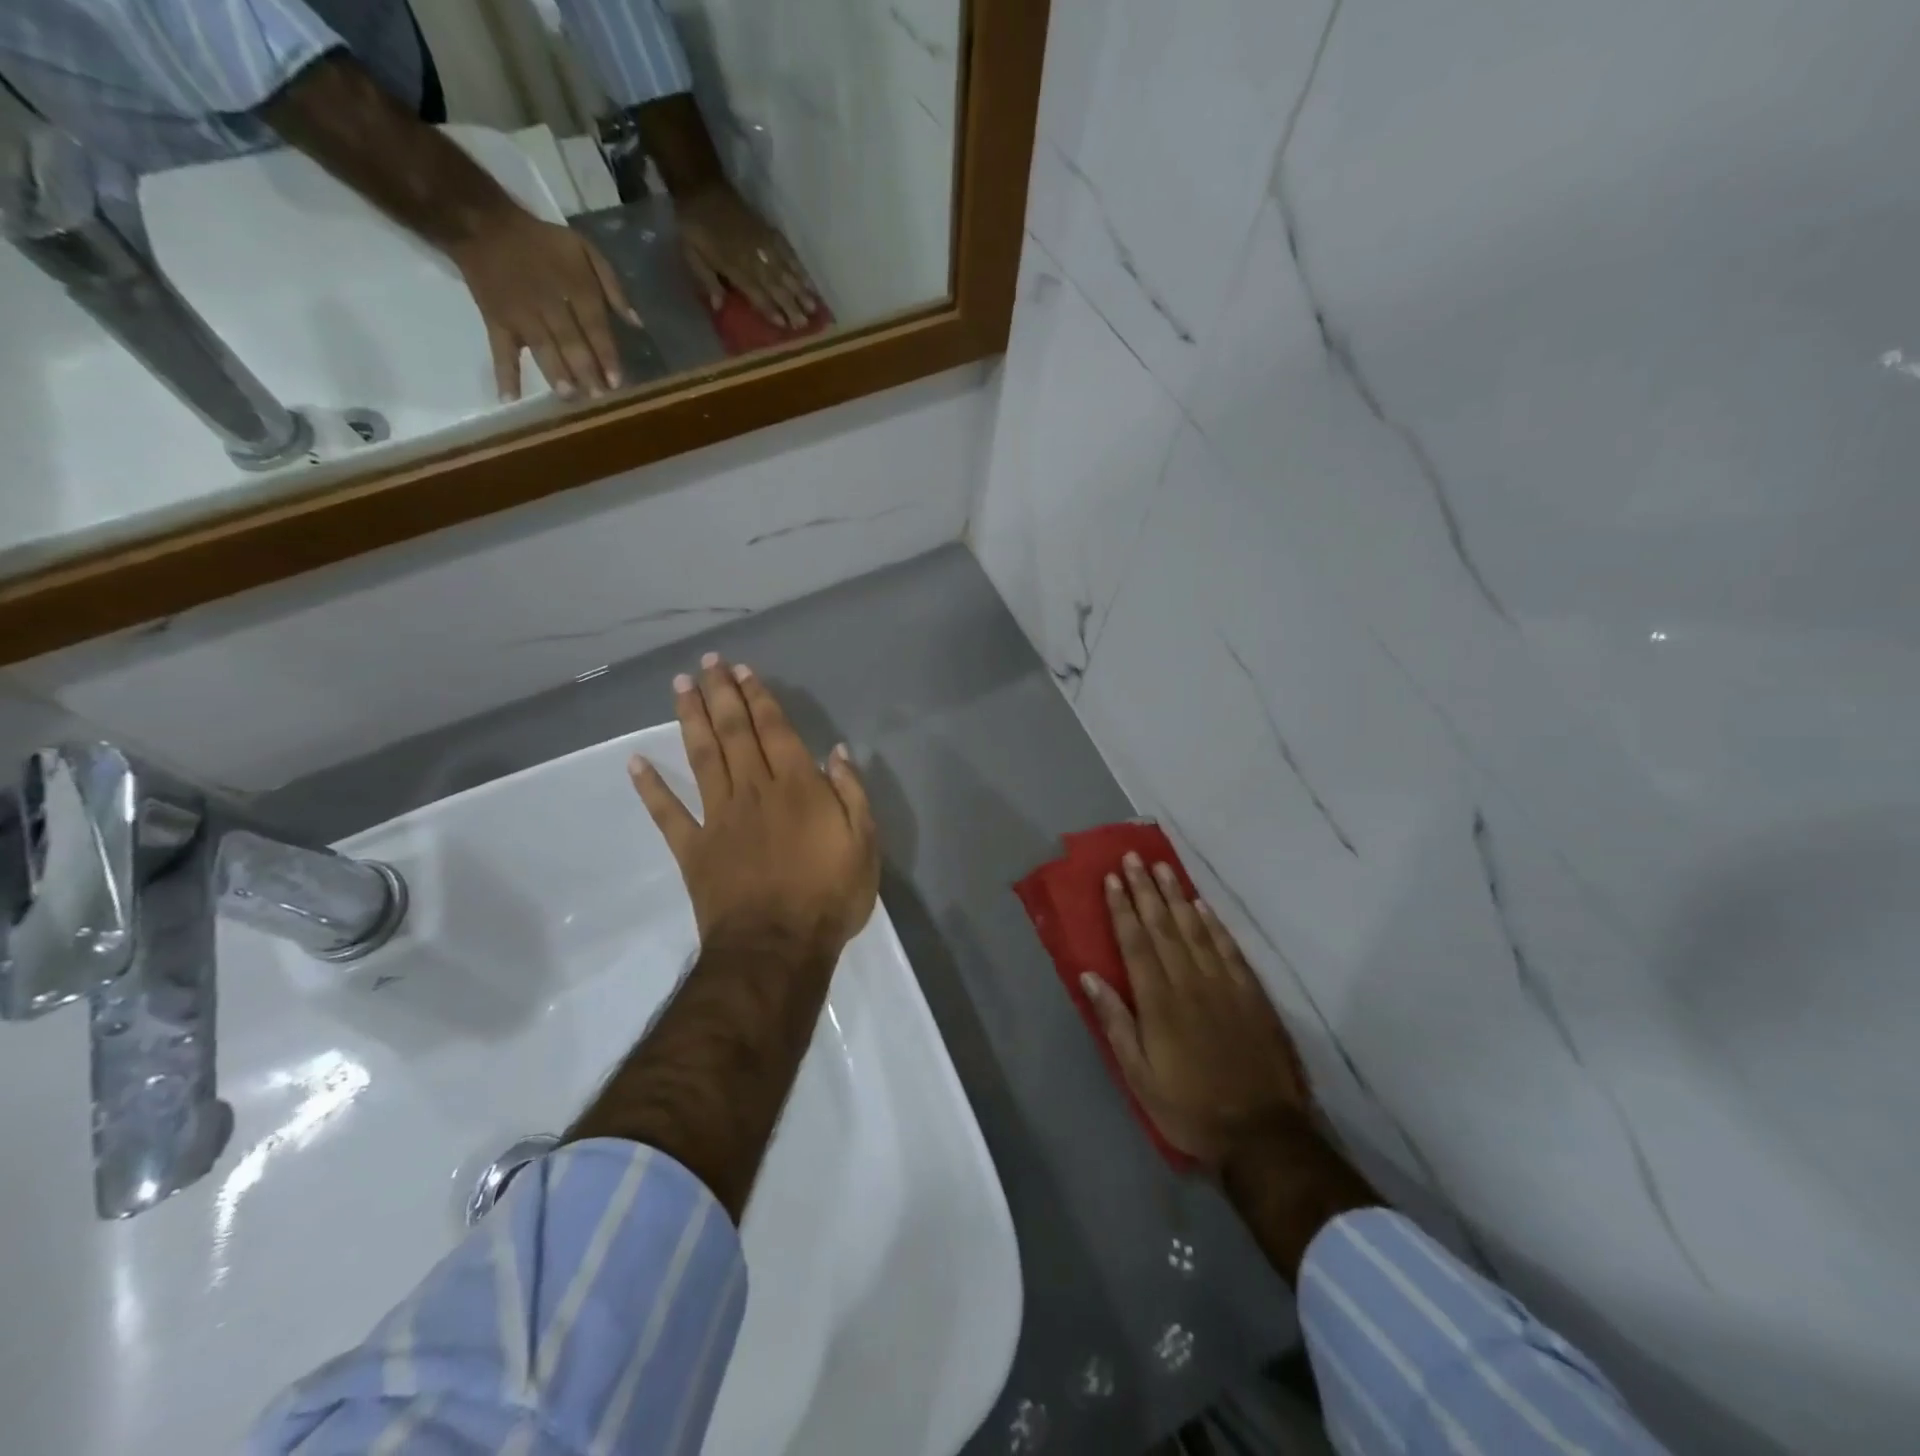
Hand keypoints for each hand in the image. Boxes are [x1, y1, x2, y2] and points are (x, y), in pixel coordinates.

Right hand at [446, 206, 640, 401]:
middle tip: (597, 397)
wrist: (482, 223)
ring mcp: (522, 315)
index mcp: (575, 287)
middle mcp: (550, 304)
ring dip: (555, 373)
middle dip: (586, 371)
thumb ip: (614, 286)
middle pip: (571, 342)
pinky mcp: (497, 321)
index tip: (617, 382)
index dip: (606, 355)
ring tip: (568, 395)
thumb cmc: (542, 241)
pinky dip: (504, 374)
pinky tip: (510, 399)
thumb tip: (637, 324)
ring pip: (542, 348)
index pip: (595, 327)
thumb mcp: (585, 249)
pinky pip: (501, 350)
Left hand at [630, 652, 878, 958]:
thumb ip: (851, 793)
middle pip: (734, 733)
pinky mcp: (693, 848)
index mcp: (796, 787)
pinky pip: (668, 813)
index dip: (759, 698)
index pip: (774, 730)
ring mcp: (719, 817)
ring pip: (702, 758)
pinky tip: (635, 762)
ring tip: (680, 688)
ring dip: (691, 720)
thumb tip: (836, 752)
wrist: (777, 948)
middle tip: (707, 663)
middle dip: (721, 694)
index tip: (743, 671)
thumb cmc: (829, 896)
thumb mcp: (864, 844)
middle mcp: (754, 790)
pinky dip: (650, 787)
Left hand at [676, 184, 819, 329]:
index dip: (770, 309)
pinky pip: (788, 251)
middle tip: (805, 324)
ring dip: (801, 291)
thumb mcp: (691, 254)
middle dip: (791, 305)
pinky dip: (799, 267)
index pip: (756, 292)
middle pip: (775, 285)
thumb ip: (707, 280)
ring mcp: (763, 243)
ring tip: (814, 308)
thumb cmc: (694, 225)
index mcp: (733, 265)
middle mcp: (753, 257)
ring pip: (786, 271)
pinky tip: (808, 281)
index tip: (784, 325)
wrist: (702, 186)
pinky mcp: (769, 231)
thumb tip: (719, 306)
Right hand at [1083, 853, 1311, 1167]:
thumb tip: (1090, 976)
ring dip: (1177, 896)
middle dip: (1146, 890)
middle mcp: (1189, 983)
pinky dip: (1213, 924)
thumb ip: (1116, 1022)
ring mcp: (1223, 985)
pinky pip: (1229, 949)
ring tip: (1163, 868)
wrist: (1260, 1132)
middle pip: (1163, 926)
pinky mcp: (1250, 994)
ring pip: (1195, 930)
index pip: (1136, 942)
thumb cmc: (1188, 1107)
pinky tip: (1202, 906)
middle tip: (1134, 858)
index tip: (1112, 878)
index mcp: (1158, 1002)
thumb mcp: (1139, 1076)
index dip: (1123, 908)